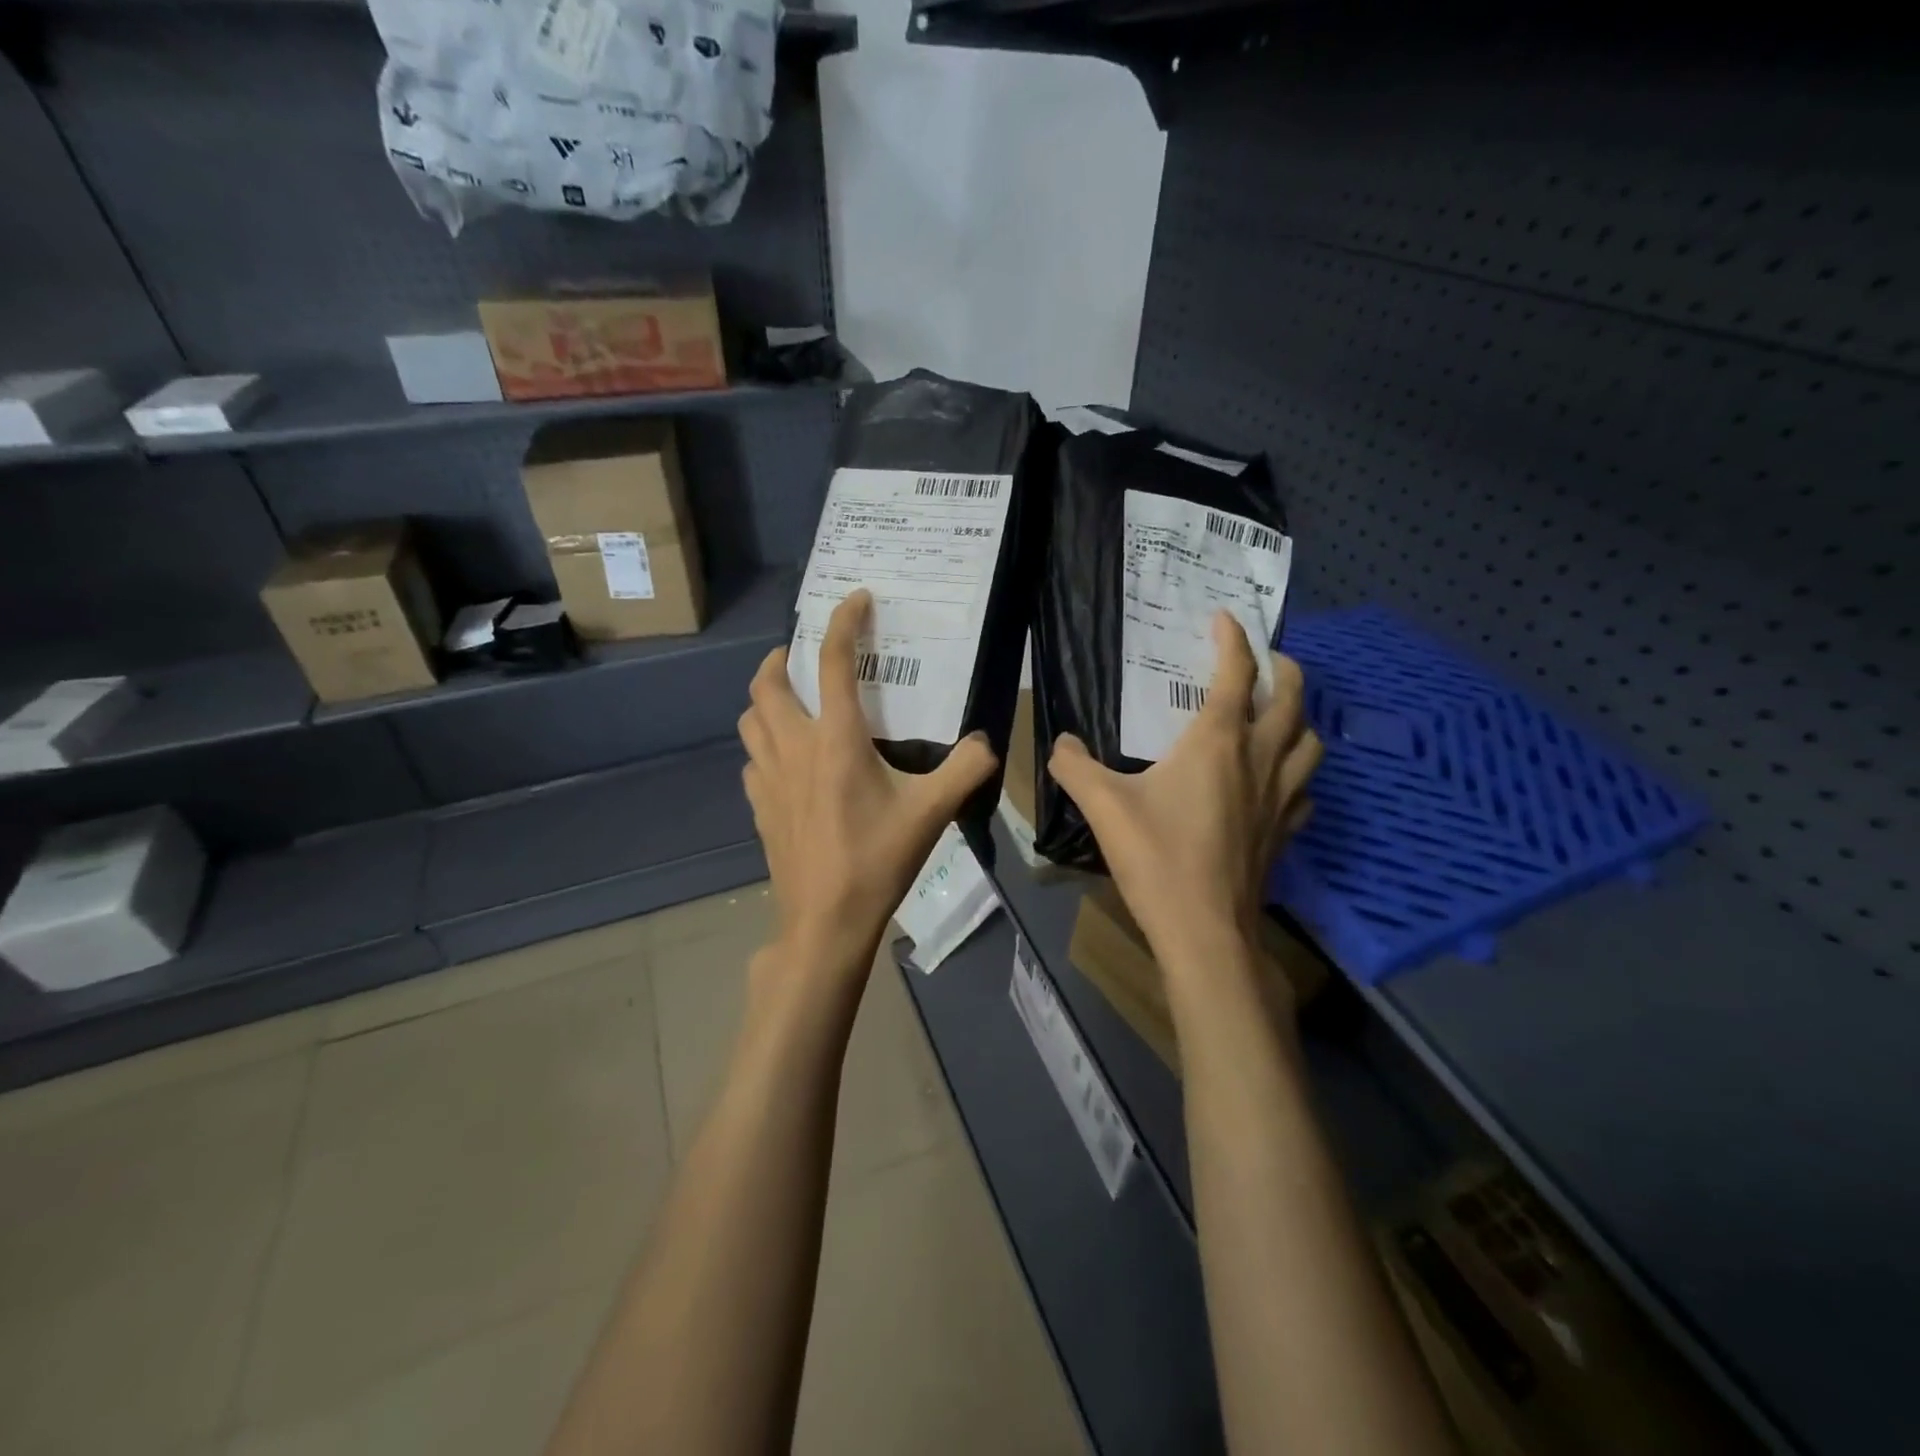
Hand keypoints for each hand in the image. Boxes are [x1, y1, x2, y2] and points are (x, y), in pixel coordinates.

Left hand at [739, 590, 997, 995]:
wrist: (824, 921)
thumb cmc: (877, 860)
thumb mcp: (932, 812)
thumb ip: (966, 770)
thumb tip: (988, 744)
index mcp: (836, 739)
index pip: (831, 661)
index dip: (843, 621)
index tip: (856, 598)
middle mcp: (794, 747)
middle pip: (767, 683)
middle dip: (779, 657)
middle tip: (800, 655)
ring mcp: (768, 778)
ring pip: (750, 720)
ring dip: (764, 699)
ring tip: (787, 702)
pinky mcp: (758, 806)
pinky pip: (751, 759)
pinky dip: (763, 745)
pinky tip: (784, 762)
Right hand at [1048, 611, 1320, 972]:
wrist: (1205, 929)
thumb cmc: (1157, 856)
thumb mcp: (1103, 805)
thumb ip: (1074, 766)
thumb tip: (1060, 743)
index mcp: (1219, 741)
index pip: (1237, 672)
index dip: (1232, 638)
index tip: (1224, 617)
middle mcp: (1260, 759)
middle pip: (1293, 698)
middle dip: (1283, 668)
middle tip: (1266, 659)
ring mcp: (1281, 797)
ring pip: (1311, 742)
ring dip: (1300, 718)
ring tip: (1279, 715)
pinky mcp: (1285, 832)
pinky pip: (1305, 789)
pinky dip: (1297, 772)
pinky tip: (1278, 782)